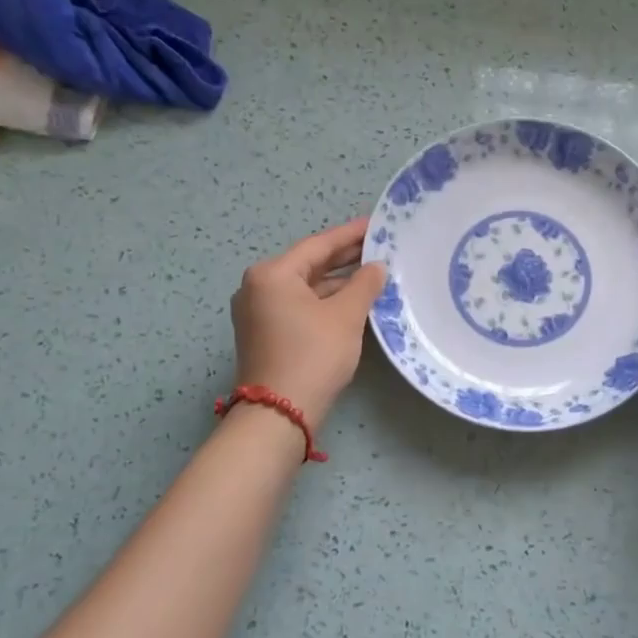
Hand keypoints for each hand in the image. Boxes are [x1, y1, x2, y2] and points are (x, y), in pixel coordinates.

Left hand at [231, 217, 388, 426]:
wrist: (279, 414)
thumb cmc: (313, 354)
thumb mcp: (345, 316)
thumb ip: (364, 284)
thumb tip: (376, 267)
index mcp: (272, 274)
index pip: (318, 245)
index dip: (350, 234)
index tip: (376, 224)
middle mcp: (258, 287)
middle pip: (309, 264)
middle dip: (344, 257)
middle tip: (379, 246)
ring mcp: (258, 312)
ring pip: (305, 287)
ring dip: (337, 281)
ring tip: (372, 272)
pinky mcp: (265, 333)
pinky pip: (299, 305)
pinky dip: (324, 300)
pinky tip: (352, 299)